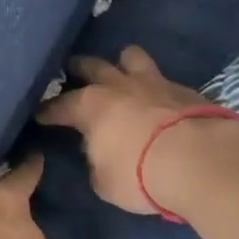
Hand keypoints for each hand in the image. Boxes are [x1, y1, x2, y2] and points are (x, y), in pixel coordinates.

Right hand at [36, 47, 238, 217]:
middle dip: (79, 68)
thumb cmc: (139, 173)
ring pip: (132, 57)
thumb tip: (100, 153)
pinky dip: (156, 87)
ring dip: (123, 63)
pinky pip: (164, 79)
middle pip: (93, 65)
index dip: (48, 111)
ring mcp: (154, 82)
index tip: (40, 114)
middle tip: (72, 71)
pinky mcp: (185, 89)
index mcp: (91, 106)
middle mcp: (119, 86)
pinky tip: (159, 98)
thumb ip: (97, 162)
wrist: (199, 160)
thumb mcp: (105, 181)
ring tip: (121, 71)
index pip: (60, 105)